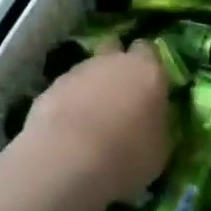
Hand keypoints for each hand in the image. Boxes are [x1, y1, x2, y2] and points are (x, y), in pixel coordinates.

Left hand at [23, 44, 173, 204]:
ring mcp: (79, 71)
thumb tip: (153, 120)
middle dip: (116, 67)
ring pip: (88, 70)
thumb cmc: (126, 156)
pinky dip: (68, 104)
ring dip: (91, 87)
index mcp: (147, 70)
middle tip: (118, 97)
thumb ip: (157, 124)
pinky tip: (67, 131)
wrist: (67, 160)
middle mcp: (113, 61)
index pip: (149, 50)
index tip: (147, 87)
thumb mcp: (159, 149)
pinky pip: (66, 90)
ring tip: (89, 121)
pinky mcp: (51, 87)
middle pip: (115, 50)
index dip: (147, 66)